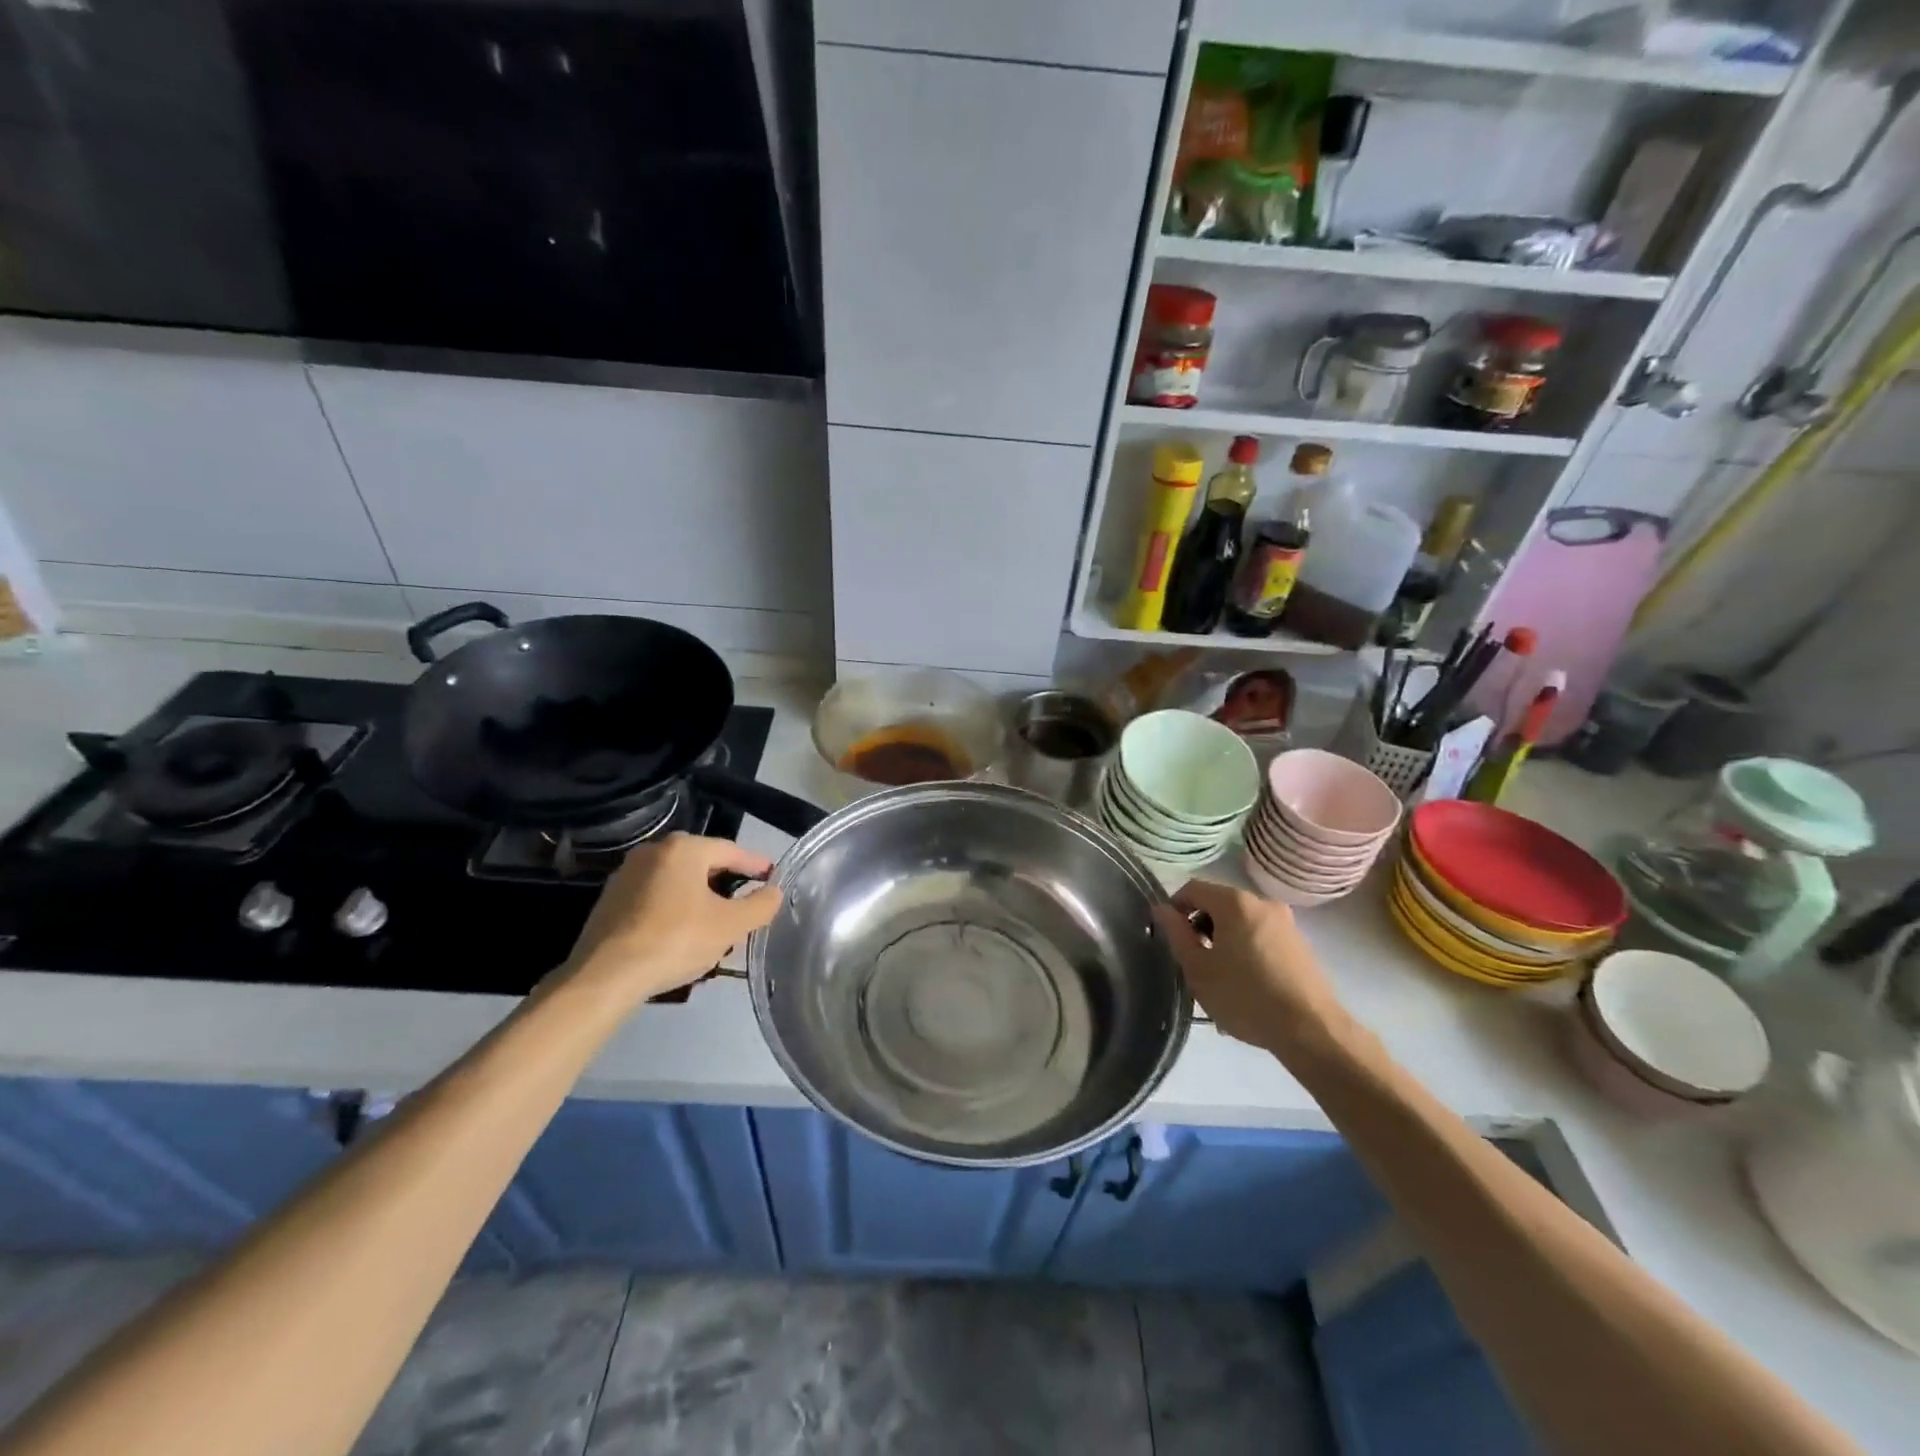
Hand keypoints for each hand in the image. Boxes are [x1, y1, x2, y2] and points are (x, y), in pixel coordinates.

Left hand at [563, 833, 782, 1001]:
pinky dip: (674, 907)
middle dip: (727, 882)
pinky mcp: (610, 900)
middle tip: (746, 903)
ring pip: (677, 880)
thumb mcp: (730, 926)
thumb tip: (774, 892)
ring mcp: (627, 874)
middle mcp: (653, 851)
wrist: (605, 976)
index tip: (773, 878)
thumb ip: (760, 905)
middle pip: (702, 863)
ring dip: (699, 896)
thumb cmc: (675, 940)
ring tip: (716, 921)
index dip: (756, 865)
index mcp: (684, 849)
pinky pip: (655, 896)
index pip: (731, 850)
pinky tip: (682, 932)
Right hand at [1153, 879, 1343, 1056]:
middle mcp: (1262, 902)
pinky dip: (1245, 952)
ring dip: (1223, 943)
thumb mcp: (1198, 969)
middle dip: (1200, 928)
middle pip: (1218, 904)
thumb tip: (1162, 909)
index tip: (1171, 938)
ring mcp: (1285, 922)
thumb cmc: (1246, 997)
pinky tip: (1245, 987)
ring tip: (1219, 981)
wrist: (1312, 1030)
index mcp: (1235, 902)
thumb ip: (1176, 933)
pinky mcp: (1299, 944)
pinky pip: (1260, 937)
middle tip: (1194, 963)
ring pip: (1240, 923)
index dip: (1175, 908)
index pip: (1193, 889)